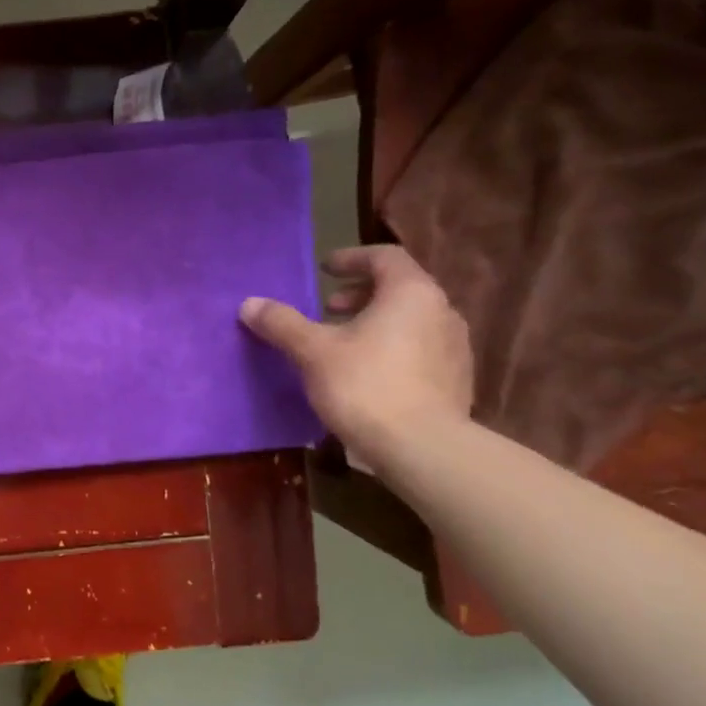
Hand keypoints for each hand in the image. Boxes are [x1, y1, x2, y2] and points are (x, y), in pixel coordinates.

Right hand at [240, 245, 472, 471]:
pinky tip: (368, 374)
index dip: (351, 259)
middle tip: (328, 309)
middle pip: (399, 288)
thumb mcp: (313, 351)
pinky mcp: (456, 380)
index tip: (324, 270)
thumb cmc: (365, 386)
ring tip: (344, 343)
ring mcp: (455, 347)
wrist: (422, 448)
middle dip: (360, 294)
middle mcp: (441, 311)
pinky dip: (392, 348)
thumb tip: (249, 303)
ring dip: (375, 323)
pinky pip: (420, 349)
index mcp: (411, 292)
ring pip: (411, 320)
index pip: (384, 257)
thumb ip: (282, 323)